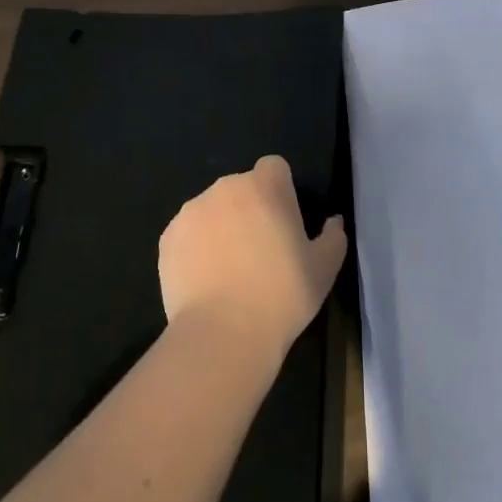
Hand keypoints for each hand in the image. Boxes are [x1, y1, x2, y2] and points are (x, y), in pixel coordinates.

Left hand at [158, 156, 347, 363]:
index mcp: (264, 187)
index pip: (274, 167)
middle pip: (242, 188)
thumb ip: (333, 237)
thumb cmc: (282, 296)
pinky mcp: (168, 237)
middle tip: (260, 251)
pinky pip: (188, 233)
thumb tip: (333, 222)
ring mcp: (191, 211)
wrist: (223, 334)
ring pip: (212, 210)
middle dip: (250, 209)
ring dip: (222, 227)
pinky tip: (205, 281)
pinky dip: (196, 248)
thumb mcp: (324, 269)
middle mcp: (225, 188)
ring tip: (229, 271)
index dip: (281, 190)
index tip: (284, 222)